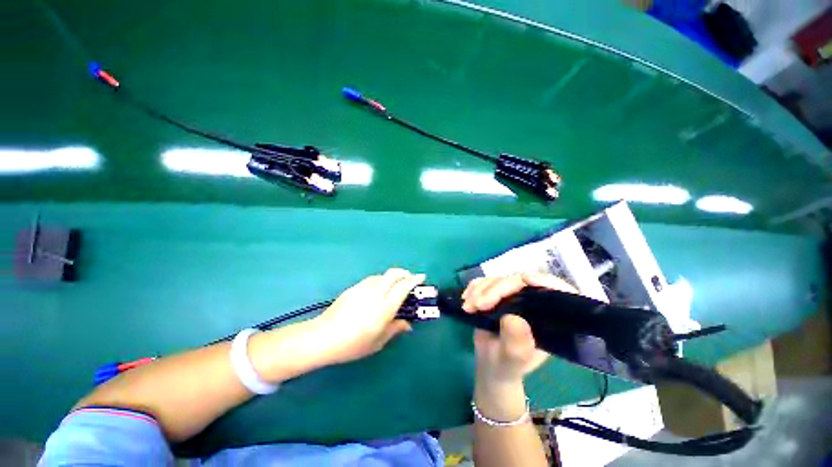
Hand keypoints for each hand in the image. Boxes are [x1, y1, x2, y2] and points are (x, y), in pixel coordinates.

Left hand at [314, 268, 424, 363]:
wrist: (323, 337)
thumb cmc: (353, 344)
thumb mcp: (378, 341)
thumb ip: (395, 329)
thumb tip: (407, 324)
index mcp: (385, 306)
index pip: (404, 286)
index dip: (415, 279)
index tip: (422, 277)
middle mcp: (376, 292)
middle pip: (394, 273)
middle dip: (405, 273)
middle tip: (409, 279)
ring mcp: (364, 288)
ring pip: (383, 275)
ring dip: (392, 277)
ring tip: (394, 286)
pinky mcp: (354, 288)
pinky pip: (372, 279)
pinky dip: (381, 280)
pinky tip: (378, 290)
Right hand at [462, 273, 577, 384]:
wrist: (490, 363)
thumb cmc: (506, 365)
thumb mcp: (512, 360)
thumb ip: (516, 343)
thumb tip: (513, 317)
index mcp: (548, 319)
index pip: (559, 294)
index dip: (547, 283)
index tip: (527, 280)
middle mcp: (533, 304)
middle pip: (520, 283)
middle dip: (496, 290)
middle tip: (477, 304)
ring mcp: (514, 296)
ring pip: (500, 280)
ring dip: (480, 290)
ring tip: (468, 306)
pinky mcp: (497, 294)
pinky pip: (486, 282)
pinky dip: (474, 287)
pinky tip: (466, 298)